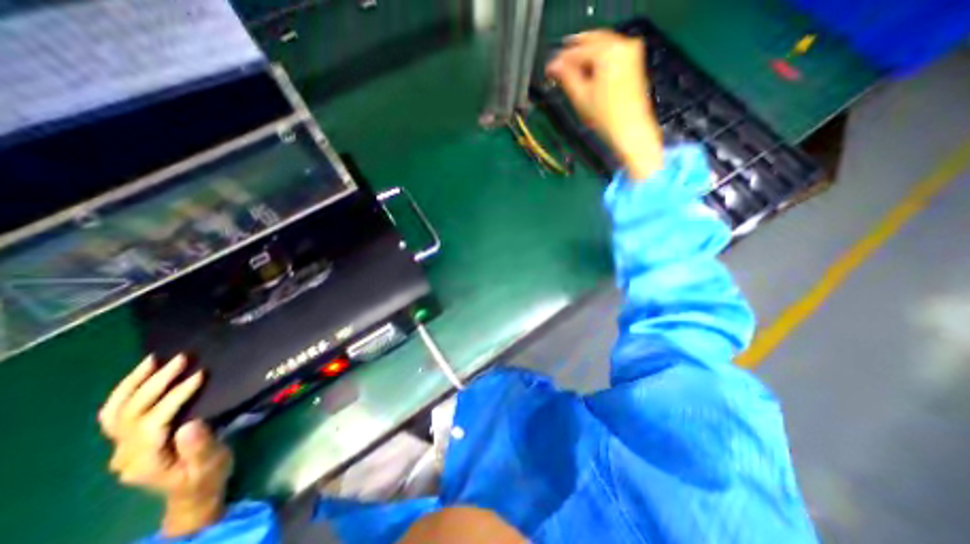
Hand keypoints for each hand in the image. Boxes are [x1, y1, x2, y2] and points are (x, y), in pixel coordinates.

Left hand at [98, 355, 230, 537]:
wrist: (193, 492)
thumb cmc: (208, 475)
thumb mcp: (211, 462)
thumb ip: (200, 446)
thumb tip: (190, 423)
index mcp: (145, 461)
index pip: (152, 423)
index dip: (173, 397)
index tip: (200, 375)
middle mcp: (125, 454)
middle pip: (129, 414)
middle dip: (154, 383)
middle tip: (182, 359)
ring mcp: (123, 447)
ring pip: (115, 412)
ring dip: (133, 384)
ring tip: (154, 359)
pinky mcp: (130, 439)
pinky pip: (118, 413)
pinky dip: (127, 392)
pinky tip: (143, 375)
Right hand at [545, 29, 666, 178]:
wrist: (630, 130)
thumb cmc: (607, 118)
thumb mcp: (581, 97)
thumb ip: (566, 77)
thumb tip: (554, 66)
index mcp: (608, 52)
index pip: (578, 50)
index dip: (560, 59)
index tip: (549, 68)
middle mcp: (622, 45)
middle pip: (592, 41)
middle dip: (574, 53)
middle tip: (558, 66)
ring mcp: (631, 53)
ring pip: (602, 46)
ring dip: (585, 56)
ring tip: (571, 70)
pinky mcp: (634, 62)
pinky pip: (611, 53)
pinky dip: (598, 60)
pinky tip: (588, 71)